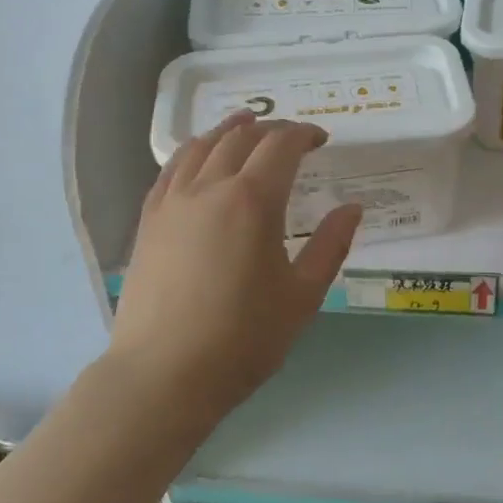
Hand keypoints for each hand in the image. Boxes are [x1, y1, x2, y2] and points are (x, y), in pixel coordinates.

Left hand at [107, 111, 361, 425]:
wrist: (164, 375)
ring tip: (246, 127)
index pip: (281, 145)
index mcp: (252, 201)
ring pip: (201, 146)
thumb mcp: (302, 296)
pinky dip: (193, 151)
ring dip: (229, 131)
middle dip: (271, 130)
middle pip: (241, 138)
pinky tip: (200, 159)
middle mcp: (209, 187)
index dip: (304, 133)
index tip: (321, 139)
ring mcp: (172, 201)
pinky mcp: (149, 220)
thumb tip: (353, 208)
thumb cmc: (243, 339)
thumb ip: (331, 245)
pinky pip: (172, 168)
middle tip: (292, 139)